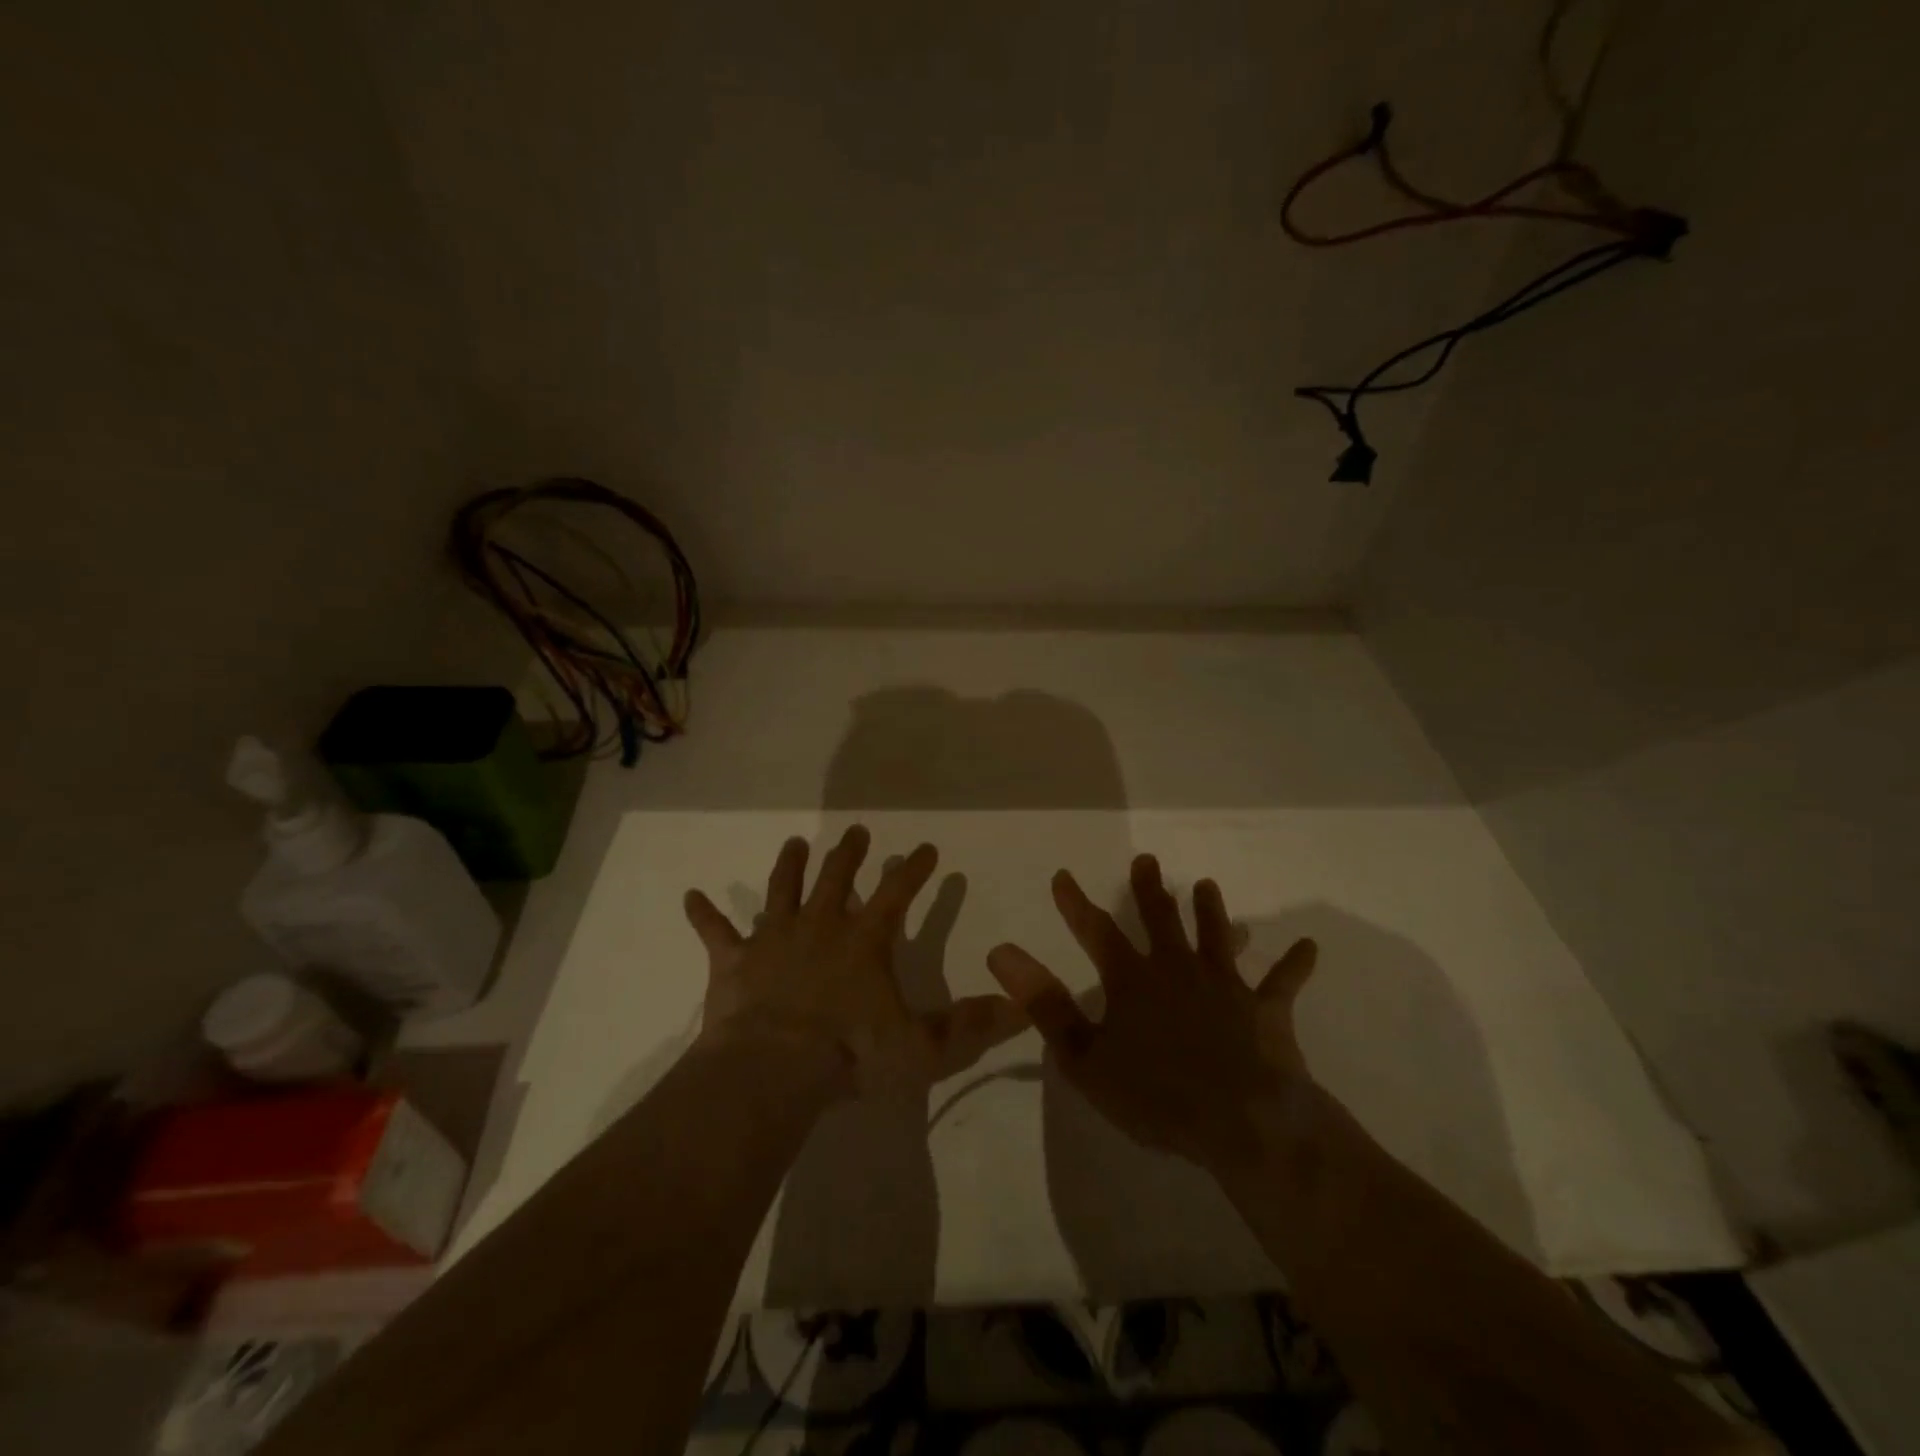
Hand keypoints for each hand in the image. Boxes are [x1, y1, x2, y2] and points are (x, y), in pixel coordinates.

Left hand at [685, 826, 1025, 1097]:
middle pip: (838, 877)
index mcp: (865, 941)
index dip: (916, 870)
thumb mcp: (923, 1048)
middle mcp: (821, 926)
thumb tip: (1022, 1008)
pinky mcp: (734, 961)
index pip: (899, 893)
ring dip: (790, 865)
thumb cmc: (851, 1055)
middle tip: (857, 831)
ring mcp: (774, 938)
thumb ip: (971, 1027)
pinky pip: (715, 932)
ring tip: (794, 843)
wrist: (773, 1070)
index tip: (927, 849)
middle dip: (851, 853)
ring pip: (783, 889)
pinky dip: (704, 914)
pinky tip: (691, 896)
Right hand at [986, 853, 1318, 1169]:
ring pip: (1216, 936)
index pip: (1095, 931)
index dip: (1075, 903)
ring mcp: (1224, 985)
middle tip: (1146, 860)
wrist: (1242, 1121)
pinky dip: (1294, 965)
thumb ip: (1044, 1003)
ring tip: (1207, 884)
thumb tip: (1001, 952)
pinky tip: (1309, 947)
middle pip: (1160, 919)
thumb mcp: (1085, 1056)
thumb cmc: (1156, 1095)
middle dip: (1148, 889)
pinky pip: (1282, 983)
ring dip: (1211, 911)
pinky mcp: (1264, 1009)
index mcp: (1133, 980)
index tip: (1063, 875)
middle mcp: (1177, 969)